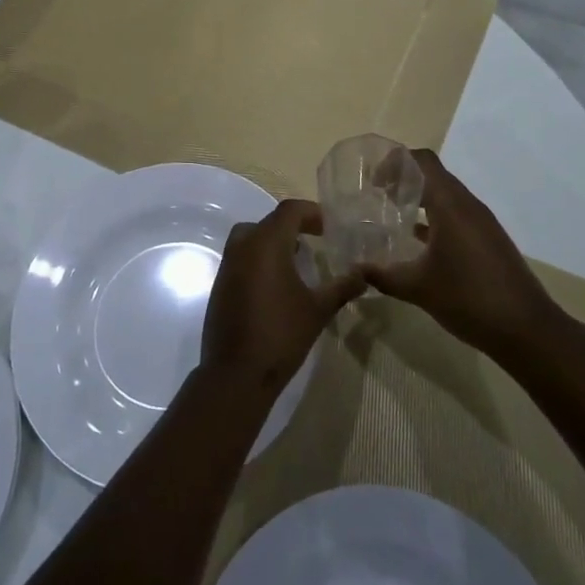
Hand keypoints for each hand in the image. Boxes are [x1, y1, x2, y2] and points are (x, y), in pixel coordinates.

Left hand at [202, 200, 363, 397]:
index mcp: (267, 243)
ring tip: (298, 261)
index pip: (290, 210)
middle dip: (293, 227)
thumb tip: (364, 275)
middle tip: (315, 241)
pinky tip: (277, 284)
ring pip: (251, 238)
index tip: (329, 228)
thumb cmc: (281, 334)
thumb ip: (342, 287)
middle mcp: (243, 246)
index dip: (311, 213)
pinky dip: (259, 259)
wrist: (236, 373)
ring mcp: (228, 265)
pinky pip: (242, 257)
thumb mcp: (318, 309)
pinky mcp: (220, 284)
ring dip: (274, 242)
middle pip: (269, 221)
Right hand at [362, 149, 557, 355]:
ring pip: (446, 195)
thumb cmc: (469, 299)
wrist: (527, 330)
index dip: (394, 163)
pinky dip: (434, 218)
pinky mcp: (488, 240)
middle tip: (376, 196)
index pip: (422, 161)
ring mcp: (481, 223)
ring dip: (420, 198)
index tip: (372, 182)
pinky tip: (417, 241)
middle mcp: (468, 205)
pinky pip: (456, 215)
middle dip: (403, 179)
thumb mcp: (418, 288)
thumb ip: (383, 275)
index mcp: (450, 205)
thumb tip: (356, 269)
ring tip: (392, 215)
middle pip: (433, 174)